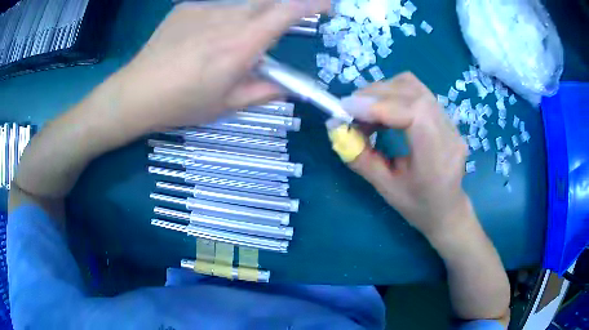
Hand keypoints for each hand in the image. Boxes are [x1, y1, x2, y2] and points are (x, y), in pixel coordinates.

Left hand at [113, 0, 328, 132]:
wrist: (137, 92)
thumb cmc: (182, 104)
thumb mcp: (228, 104)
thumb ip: (265, 91)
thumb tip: (290, 86)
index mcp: (243, 44)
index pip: (288, 11)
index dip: (314, 4)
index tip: (328, 6)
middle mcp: (229, 17)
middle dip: (290, 2)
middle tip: (292, 15)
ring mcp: (207, 8)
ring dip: (258, 8)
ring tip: (246, 31)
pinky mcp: (189, 6)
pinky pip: (220, 3)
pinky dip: (229, 11)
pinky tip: (214, 31)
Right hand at [342, 73, 472, 239]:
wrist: (448, 209)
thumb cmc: (418, 206)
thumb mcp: (385, 188)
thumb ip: (360, 157)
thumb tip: (335, 127)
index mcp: (437, 158)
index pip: (414, 112)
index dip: (378, 105)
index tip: (347, 109)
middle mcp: (449, 133)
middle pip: (412, 92)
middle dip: (374, 95)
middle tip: (350, 111)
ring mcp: (450, 121)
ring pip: (414, 86)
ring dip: (383, 91)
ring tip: (366, 111)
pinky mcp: (446, 116)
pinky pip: (417, 92)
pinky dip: (393, 94)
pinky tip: (383, 112)